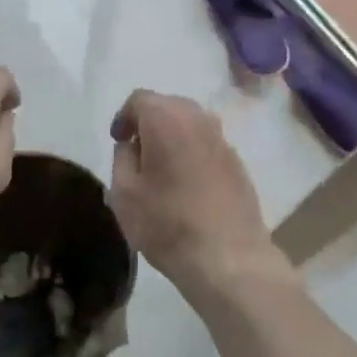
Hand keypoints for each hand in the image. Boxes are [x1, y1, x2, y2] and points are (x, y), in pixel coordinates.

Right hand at [108, 91, 296, 305]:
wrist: (229, 257)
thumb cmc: (168, 223)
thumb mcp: (124, 194)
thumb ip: (122, 158)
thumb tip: (131, 145)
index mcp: (166, 118)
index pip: (139, 99)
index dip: (124, 117)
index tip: (118, 142)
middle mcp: (198, 118)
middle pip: (167, 106)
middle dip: (149, 123)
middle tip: (137, 153)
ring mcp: (222, 139)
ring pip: (190, 124)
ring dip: (173, 137)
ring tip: (162, 169)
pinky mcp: (238, 161)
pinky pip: (208, 145)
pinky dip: (193, 153)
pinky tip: (188, 185)